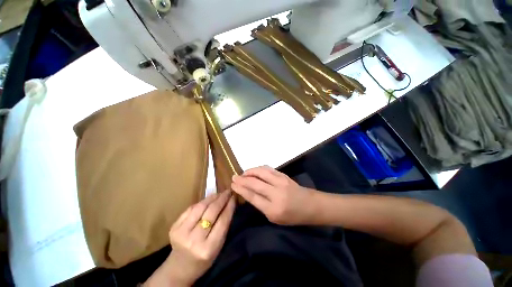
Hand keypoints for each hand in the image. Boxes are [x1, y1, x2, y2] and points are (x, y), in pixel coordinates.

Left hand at [144, 190, 235, 286]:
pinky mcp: (174, 226)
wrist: (180, 267)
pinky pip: (191, 208)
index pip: (222, 221)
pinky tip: (208, 200)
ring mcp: (181, 232)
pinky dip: (201, 202)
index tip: (233, 197)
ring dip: (211, 198)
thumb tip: (229, 204)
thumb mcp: (218, 246)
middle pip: (211, 212)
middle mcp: (194, 240)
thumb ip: (223, 226)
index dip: (229, 206)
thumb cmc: (204, 258)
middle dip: (221, 199)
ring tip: (219, 194)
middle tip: (227, 191)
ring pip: (200, 207)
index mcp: (208, 248)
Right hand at [231, 166, 316, 224]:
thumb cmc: (292, 216)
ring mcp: (281, 182)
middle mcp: (276, 194)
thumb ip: (261, 205)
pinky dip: (259, 169)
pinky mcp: (283, 175)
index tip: (233, 185)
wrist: (309, 205)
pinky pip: (268, 169)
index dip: (241, 189)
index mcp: (273, 209)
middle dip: (242, 179)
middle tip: (234, 177)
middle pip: (255, 183)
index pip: (252, 196)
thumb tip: (248, 192)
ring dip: (250, 171)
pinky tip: (254, 171)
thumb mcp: (274, 218)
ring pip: (261, 172)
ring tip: (243, 173)